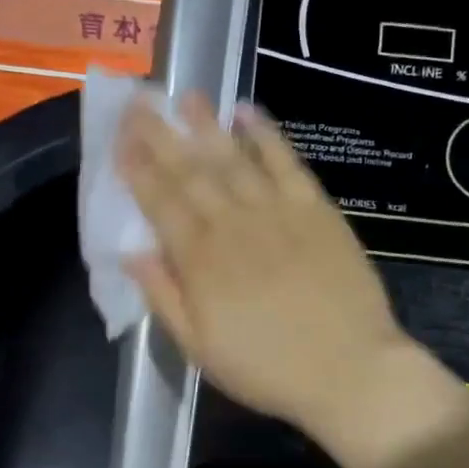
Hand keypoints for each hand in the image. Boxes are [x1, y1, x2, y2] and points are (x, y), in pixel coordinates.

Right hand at [115, 92, 416, 435]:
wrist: (348, 371)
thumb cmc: (267, 369)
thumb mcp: (200, 349)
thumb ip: (164, 298)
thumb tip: (132, 253)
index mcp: (200, 260)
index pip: (160, 202)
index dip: (138, 169)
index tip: (120, 139)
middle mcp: (233, 225)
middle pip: (190, 172)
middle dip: (161, 136)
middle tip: (140, 103)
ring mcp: (277, 212)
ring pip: (233, 158)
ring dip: (206, 125)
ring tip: (185, 96)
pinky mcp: (316, 209)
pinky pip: (286, 162)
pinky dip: (266, 134)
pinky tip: (247, 111)